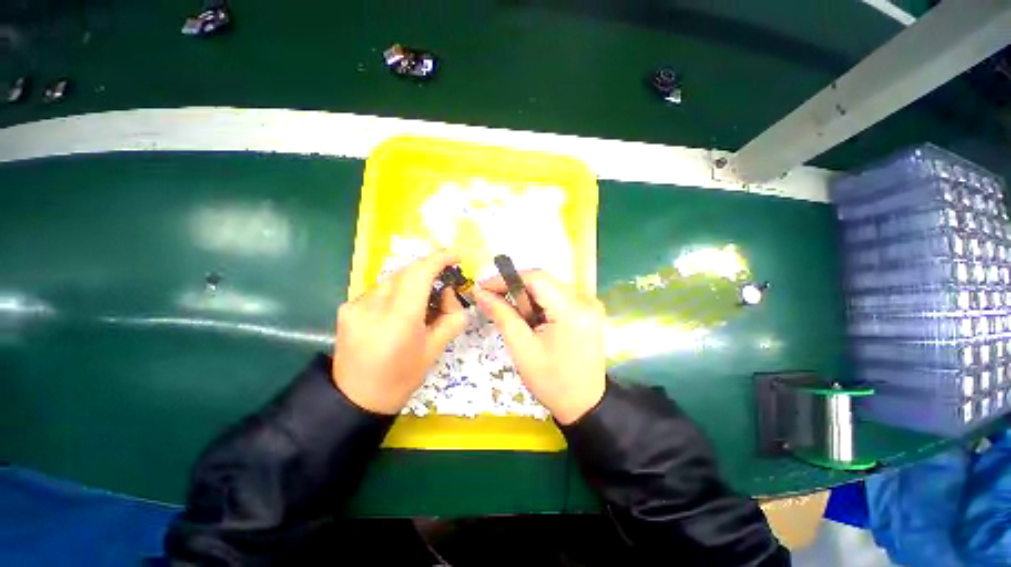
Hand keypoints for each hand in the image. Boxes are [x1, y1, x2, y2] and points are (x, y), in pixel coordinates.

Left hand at [332, 250, 467, 414]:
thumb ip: (451, 316)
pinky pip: (379, 290)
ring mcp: (355, 305)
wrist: (356, 399)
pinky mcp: (346, 308)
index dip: (439, 259)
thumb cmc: (402, 377)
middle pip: (406, 272)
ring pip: (393, 280)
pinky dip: (396, 293)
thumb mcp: (436, 349)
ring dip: (412, 284)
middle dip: (428, 271)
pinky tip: (398, 313)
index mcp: (399, 318)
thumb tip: (448, 292)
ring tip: (421, 303)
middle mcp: (373, 305)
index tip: (456, 256)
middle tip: (444, 283)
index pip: (420, 273)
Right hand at [474, 271, 605, 424]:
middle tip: (492, 300)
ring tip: (511, 313)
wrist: (585, 405)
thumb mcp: (522, 349)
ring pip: (549, 289)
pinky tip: (531, 319)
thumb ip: (502, 315)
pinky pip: (558, 298)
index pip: (536, 278)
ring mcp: (590, 305)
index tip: (484, 286)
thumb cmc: (552, 382)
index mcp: (572, 311)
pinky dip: (540, 304)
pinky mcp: (589, 311)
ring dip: (527, 297)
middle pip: (543, 282)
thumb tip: (481, 293)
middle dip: (515, 288)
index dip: (507, 278)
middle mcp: (586, 301)